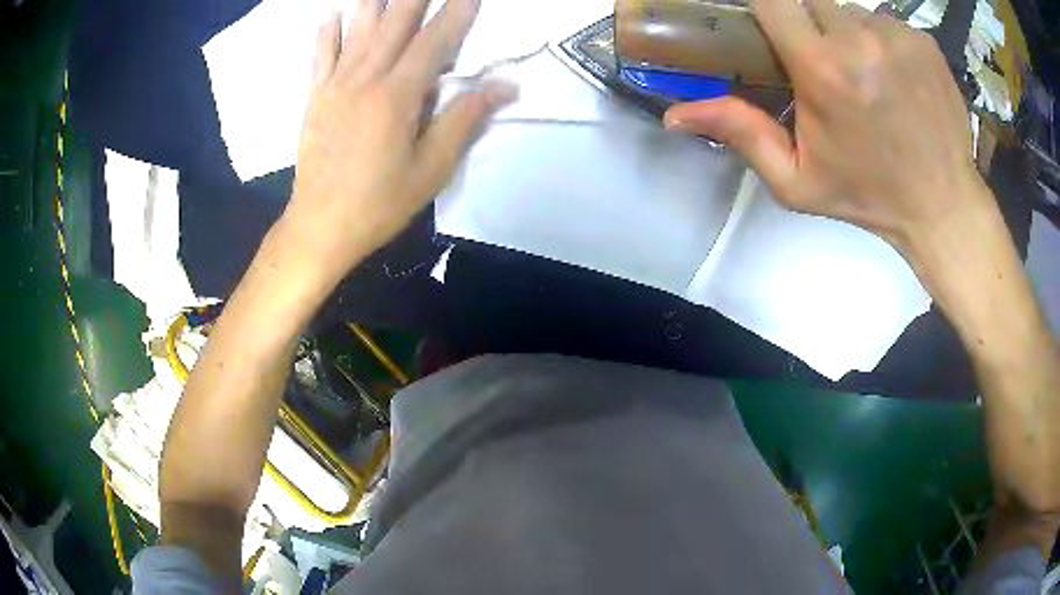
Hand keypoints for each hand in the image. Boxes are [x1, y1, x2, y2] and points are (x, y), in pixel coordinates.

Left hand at [282, 0, 515, 287]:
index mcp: (397, 96)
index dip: (455, 14)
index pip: (433, 42)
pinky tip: (330, 15)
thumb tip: (505, 86)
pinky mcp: (316, 100)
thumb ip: (464, 120)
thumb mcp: (432, 169)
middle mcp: (365, 80)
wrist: (319, 227)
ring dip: (373, 4)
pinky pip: (320, 60)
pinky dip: (326, 36)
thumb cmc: (379, 203)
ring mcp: (335, 88)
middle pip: (394, 26)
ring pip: (357, 34)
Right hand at [664, 0, 987, 256]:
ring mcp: (897, 36)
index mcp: (823, 70)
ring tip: (861, 71)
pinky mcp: (923, 40)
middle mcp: (859, 40)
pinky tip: (892, 75)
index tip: (764, 19)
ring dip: (844, 30)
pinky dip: (879, 39)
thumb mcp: (797, 180)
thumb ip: (741, 134)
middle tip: (815, 52)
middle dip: (803, 16)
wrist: (942, 206)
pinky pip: (885, 21)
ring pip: (849, 8)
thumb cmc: (868, 196)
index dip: (764, 2)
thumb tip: (676, 113)